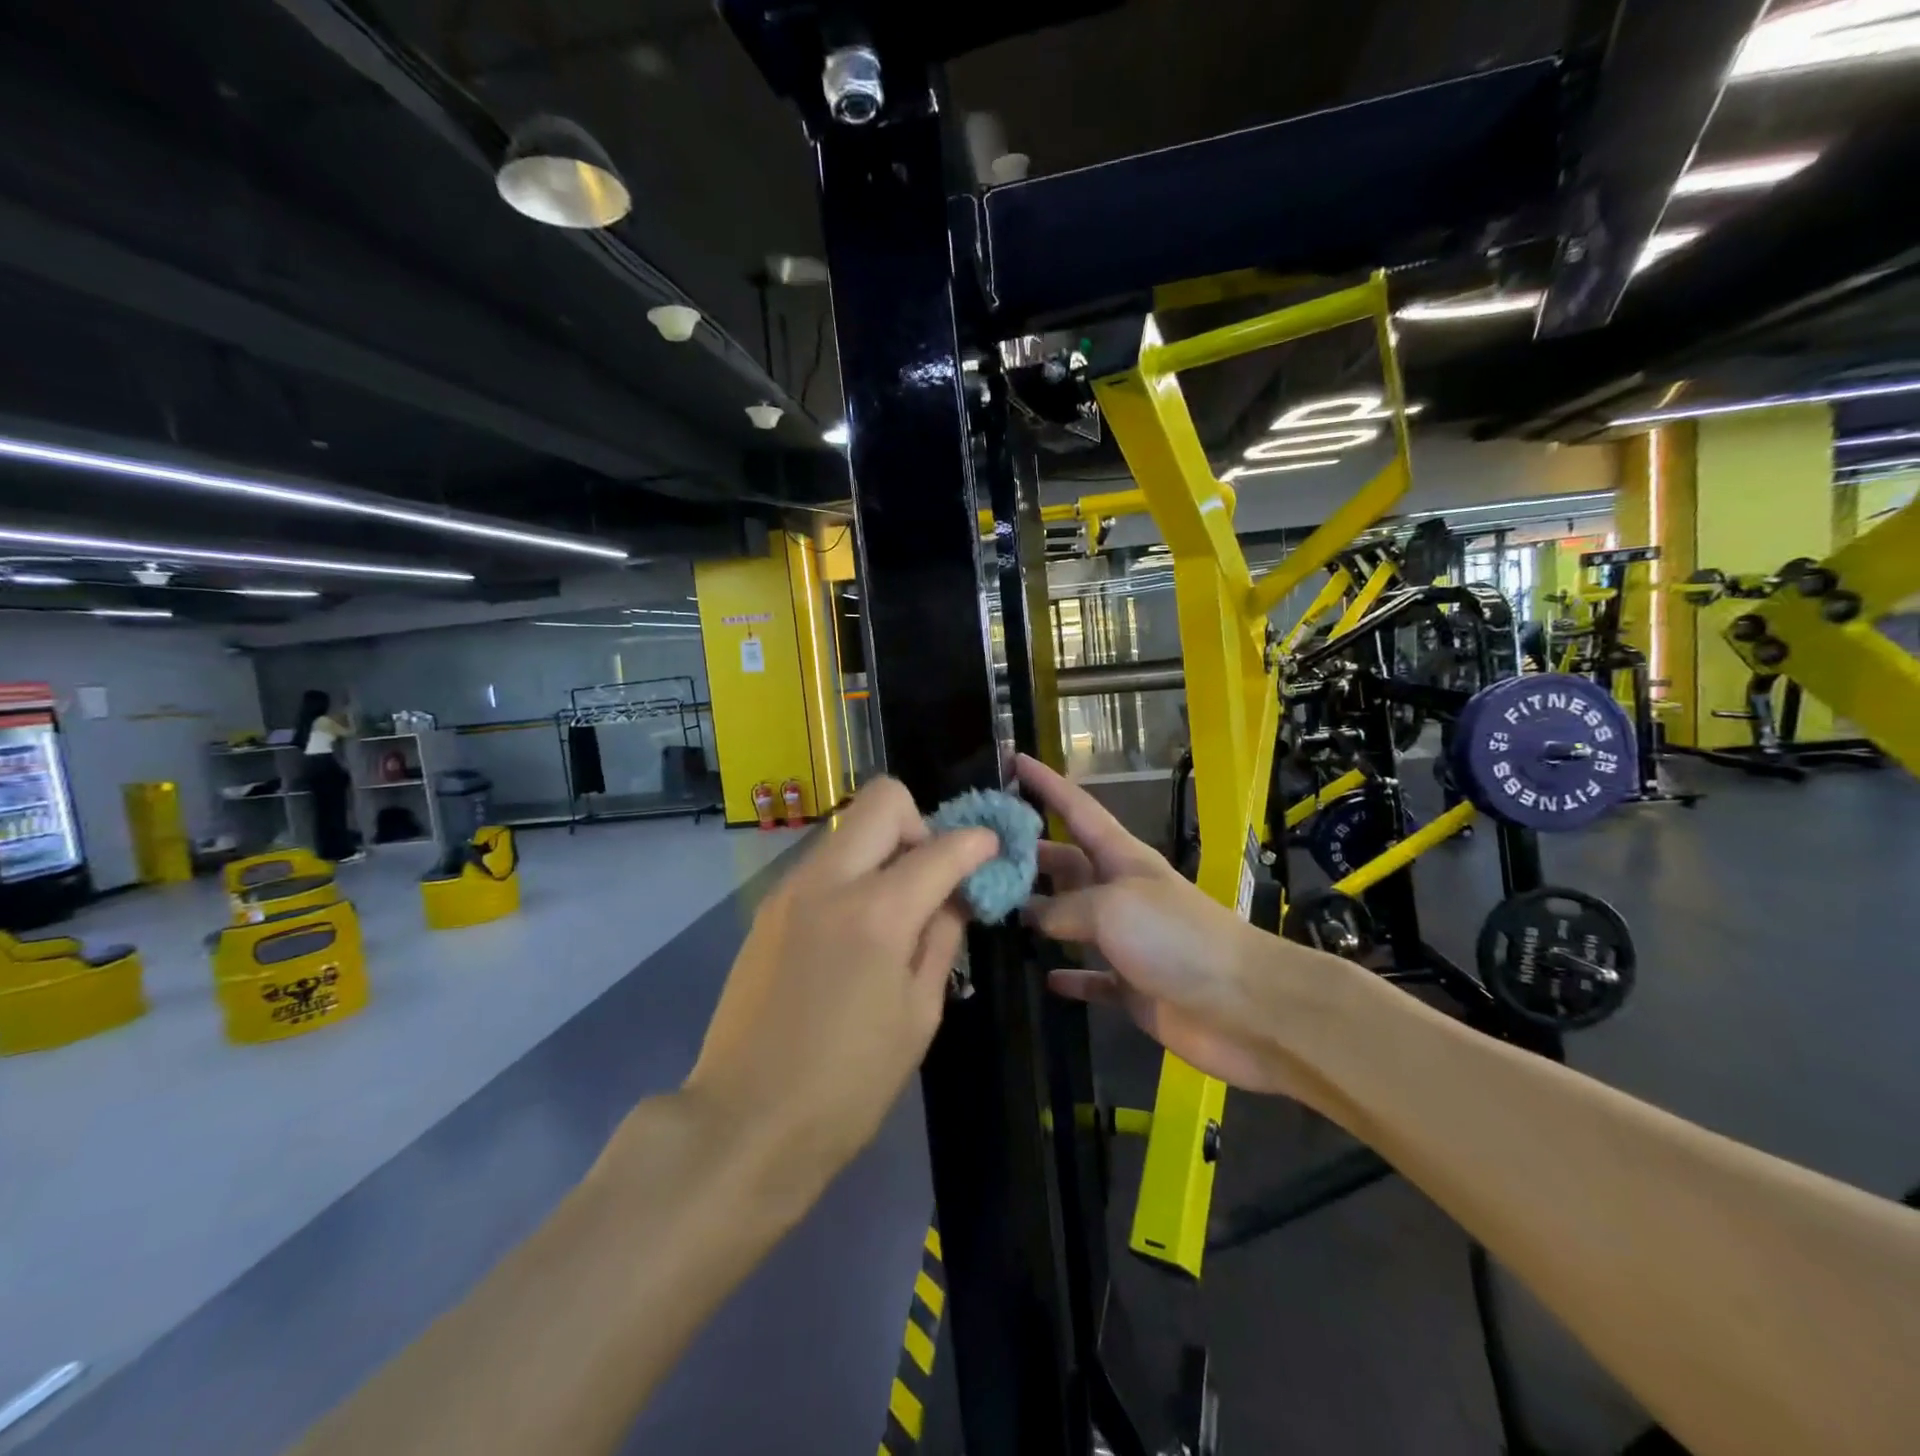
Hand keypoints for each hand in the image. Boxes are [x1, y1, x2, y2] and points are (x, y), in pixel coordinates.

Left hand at [681, 777, 996, 1197]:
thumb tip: (957, 894)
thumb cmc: (848, 1084)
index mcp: (876, 912)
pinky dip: (852, 874)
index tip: (991, 852)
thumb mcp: (918, 1014)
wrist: (745, 1123)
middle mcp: (828, 882)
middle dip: (921, 824)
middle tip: (932, 875)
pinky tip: (856, 930)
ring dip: (884, 848)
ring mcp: (789, 890)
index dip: (977, 844)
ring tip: (895, 908)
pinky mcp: (768, 909)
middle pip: (883, 801)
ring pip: (849, 828)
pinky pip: (823, 863)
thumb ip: (942, 938)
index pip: (941, 848)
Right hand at [1015, 754, 1326, 1096]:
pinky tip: (1044, 978)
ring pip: (1071, 919)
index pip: (1077, 809)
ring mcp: (1126, 940)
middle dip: (1030, 855)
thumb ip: (1064, 908)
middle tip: (980, 856)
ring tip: (995, 913)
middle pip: (1066, 863)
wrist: (1243, 1006)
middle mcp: (1121, 892)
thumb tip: (1033, 917)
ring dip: (1039, 916)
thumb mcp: (1112, 907)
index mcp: (1122, 858)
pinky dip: (1069, 976)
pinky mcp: (1131, 986)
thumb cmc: (1176, 938)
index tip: (1013, 760)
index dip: (1046, 784)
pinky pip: (1090, 977)